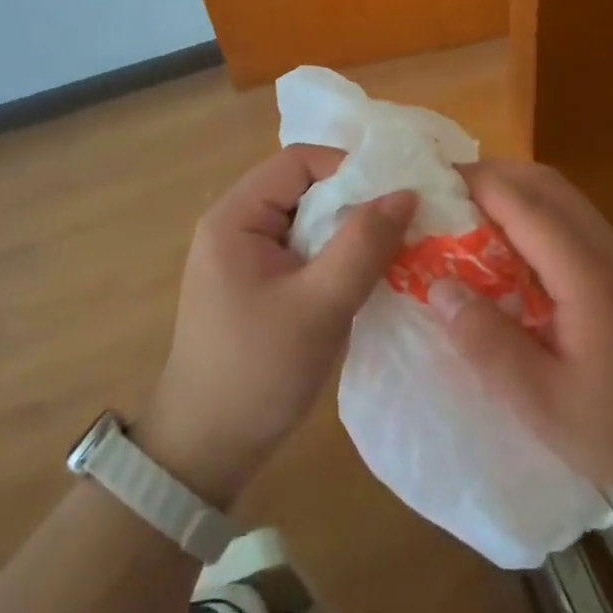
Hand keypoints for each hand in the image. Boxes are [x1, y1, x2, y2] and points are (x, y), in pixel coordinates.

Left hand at [136, 147, 414, 508]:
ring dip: (350, 232)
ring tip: (395, 250)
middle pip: (306, 188)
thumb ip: (362, 245)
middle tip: (404, 224)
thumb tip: (406, 192)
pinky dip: (338, 256)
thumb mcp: (319, 305)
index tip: (395, 196)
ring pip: (310, 220)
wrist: (206, 450)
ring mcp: (247, 256)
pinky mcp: (259, 283)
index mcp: (235, 216)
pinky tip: (368, 276)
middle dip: (356, 202)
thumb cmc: (257, 371)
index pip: (299, 161)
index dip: (350, 169)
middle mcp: (237, 224)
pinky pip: (306, 250)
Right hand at [432, 160, 612, 505]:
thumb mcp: (545, 405)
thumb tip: (440, 288)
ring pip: (561, 196)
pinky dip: (534, 215)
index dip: (473, 184)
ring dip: (513, 192)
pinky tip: (512, 254)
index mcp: (586, 272)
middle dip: (490, 176)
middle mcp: (606, 247)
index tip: (427, 184)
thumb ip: (490, 345)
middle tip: (442, 198)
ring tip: (468, 220)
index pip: (522, 202)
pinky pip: (572, 219)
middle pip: (543, 182)